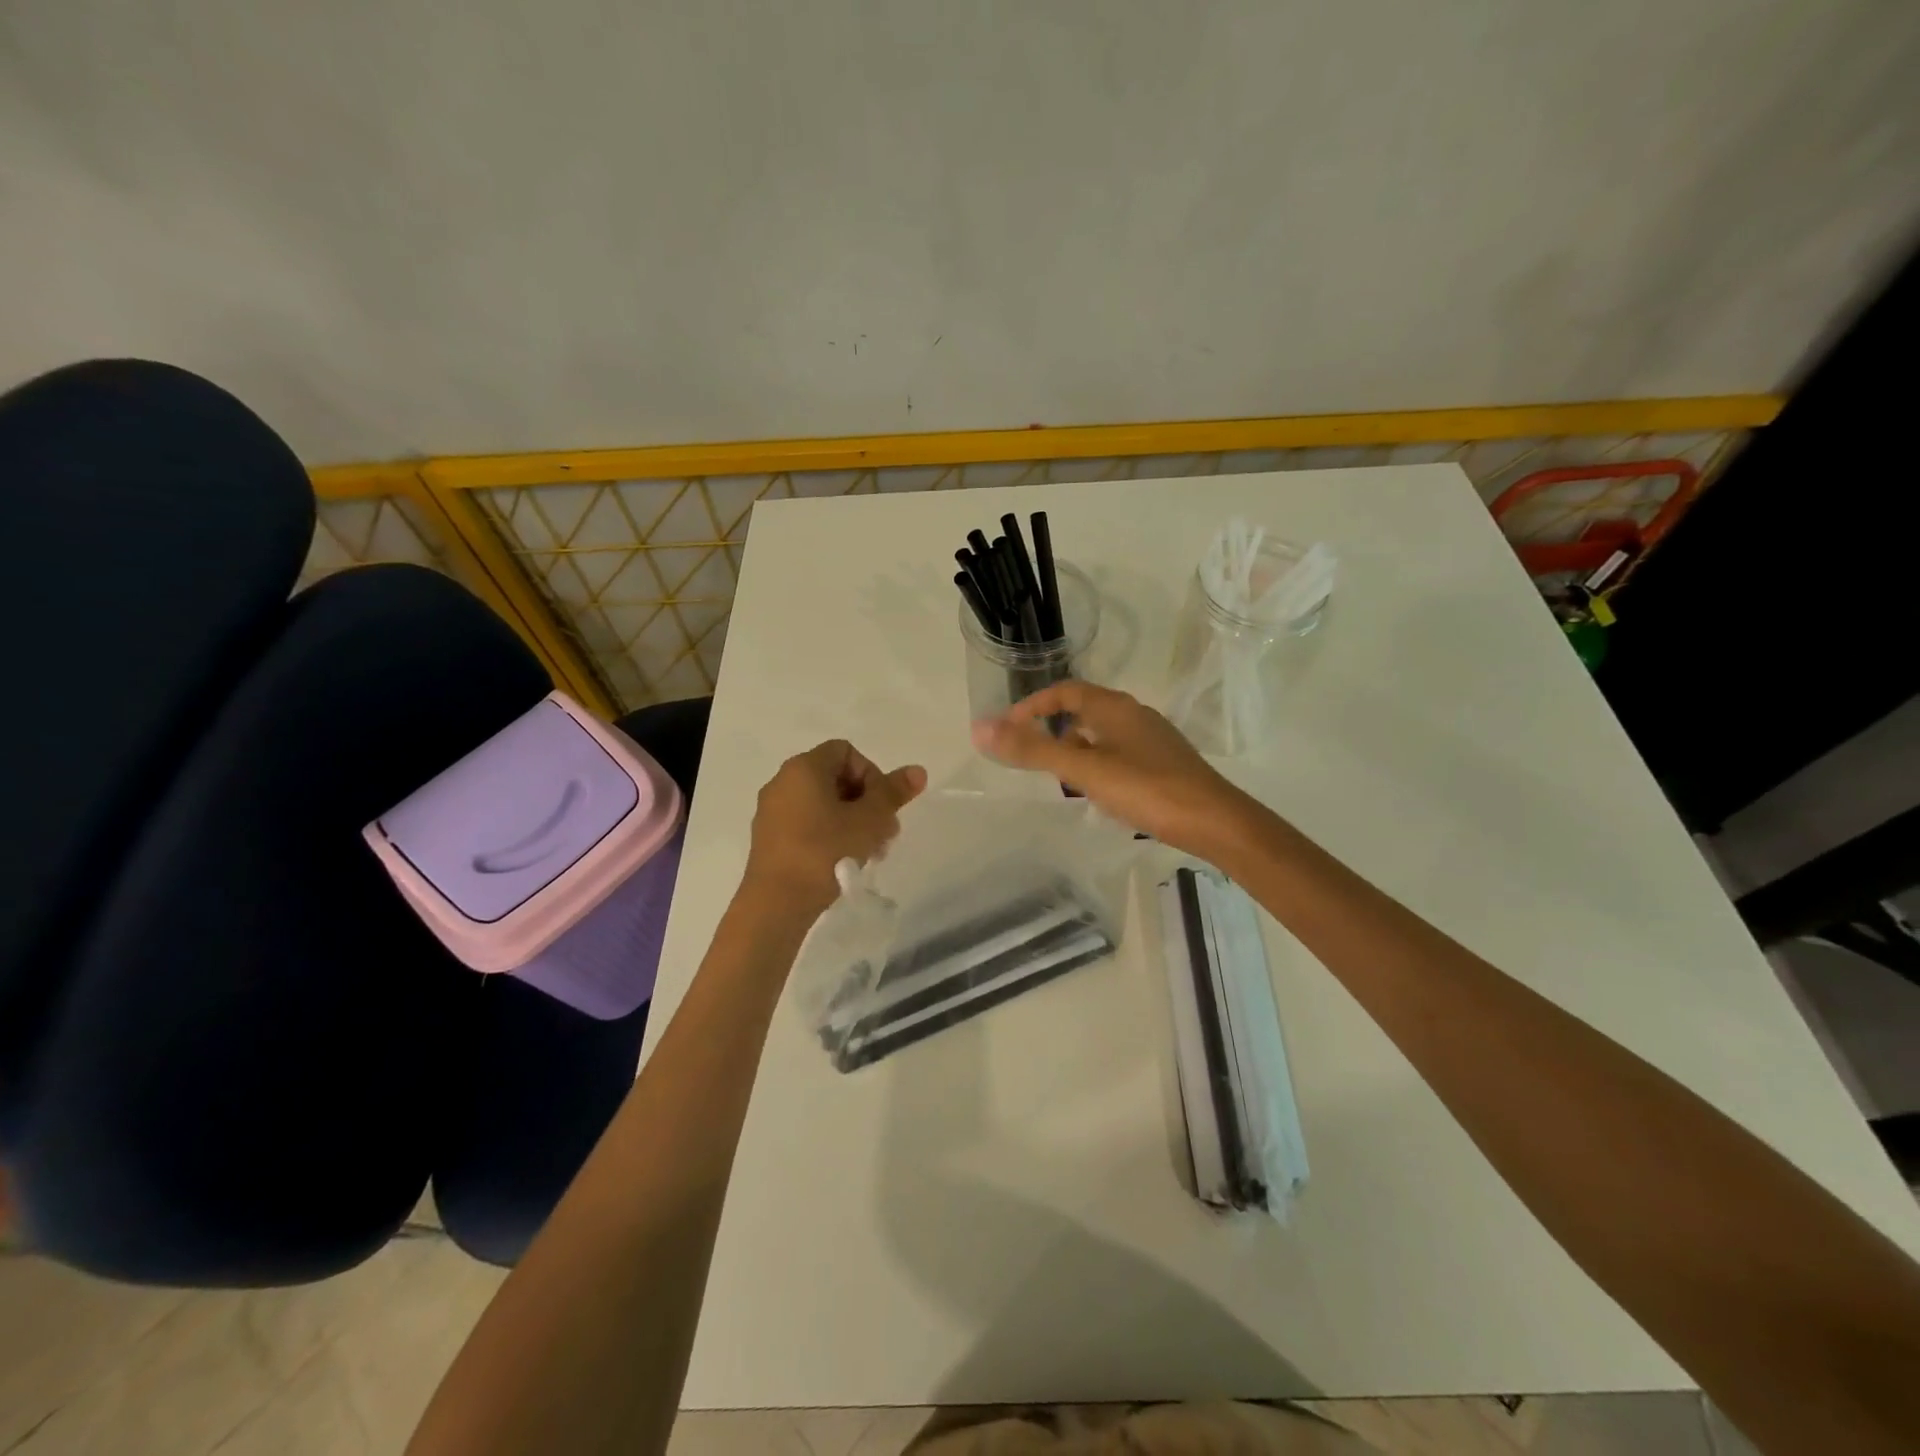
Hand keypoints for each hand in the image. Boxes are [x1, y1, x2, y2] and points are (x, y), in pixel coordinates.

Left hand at [741, 740, 926, 917]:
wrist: (776, 903)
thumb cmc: (825, 851)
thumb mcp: (870, 820)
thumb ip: (894, 792)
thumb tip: (918, 770)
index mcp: (804, 768)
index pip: (846, 751)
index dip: (872, 773)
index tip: (881, 806)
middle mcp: (782, 782)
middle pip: (835, 778)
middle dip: (866, 802)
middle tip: (884, 833)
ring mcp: (772, 811)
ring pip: (822, 804)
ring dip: (851, 821)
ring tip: (868, 852)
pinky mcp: (768, 839)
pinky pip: (805, 824)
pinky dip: (828, 835)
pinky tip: (843, 862)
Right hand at [971, 682, 1257, 857]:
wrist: (1214, 821)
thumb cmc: (1146, 788)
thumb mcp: (1083, 770)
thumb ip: (1033, 749)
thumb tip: (980, 728)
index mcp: (1114, 708)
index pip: (1065, 691)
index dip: (1034, 705)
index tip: (1008, 728)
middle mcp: (1134, 715)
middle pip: (1084, 711)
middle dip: (1053, 728)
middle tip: (1030, 754)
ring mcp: (1153, 739)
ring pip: (1102, 735)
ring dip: (1076, 749)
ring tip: (1058, 777)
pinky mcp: (1164, 763)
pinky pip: (1119, 754)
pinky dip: (1098, 765)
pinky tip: (1097, 793)